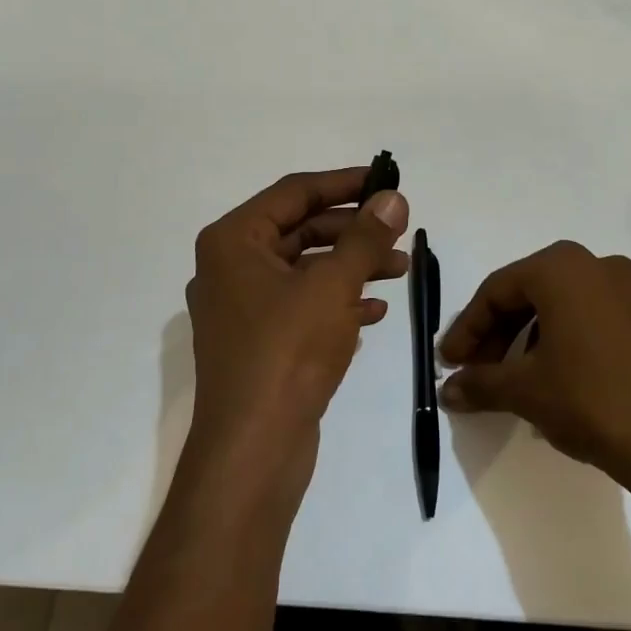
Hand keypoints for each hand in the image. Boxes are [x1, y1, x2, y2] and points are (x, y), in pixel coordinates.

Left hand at [183, 168, 409, 499]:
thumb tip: (392, 198)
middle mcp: (230, 268)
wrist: (254, 448)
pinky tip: (374, 310)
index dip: (344, 183)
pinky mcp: (258, 343)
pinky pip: (301, 306)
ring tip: (400, 270)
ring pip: (305, 270)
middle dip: (353, 231)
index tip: (385, 182)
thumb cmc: (288, 352)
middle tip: (399, 232)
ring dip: (351, 266)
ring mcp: (242, 309)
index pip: (294, 193)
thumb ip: (365, 237)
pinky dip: (337, 302)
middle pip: (300, 230)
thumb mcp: (333, 285)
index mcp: (233, 242)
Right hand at [438, 241, 630, 496]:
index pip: (498, 290)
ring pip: (564, 305)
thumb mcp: (524, 391)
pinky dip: (567, 340)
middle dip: (498, 332)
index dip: (467, 328)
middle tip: (477, 370)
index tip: (448, 362)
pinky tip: (557, 378)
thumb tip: (446, 391)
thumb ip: (479, 383)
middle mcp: (599, 266)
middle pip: (531, 293)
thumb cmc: (589, 400)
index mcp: (563, 268)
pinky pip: (595, 319)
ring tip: (515, 379)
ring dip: (531, 337)